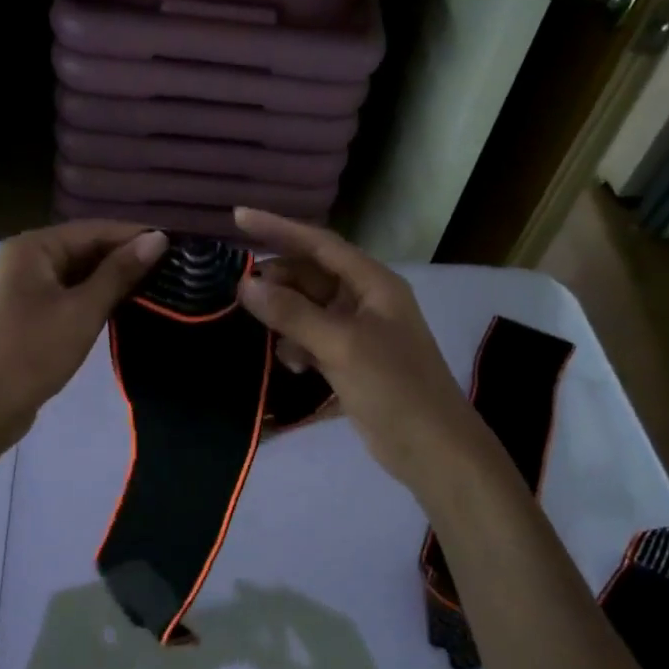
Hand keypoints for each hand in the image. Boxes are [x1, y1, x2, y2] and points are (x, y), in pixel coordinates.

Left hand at [0, 220, 166, 434]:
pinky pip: (67, 293)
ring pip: (77, 272)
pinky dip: (93, 296)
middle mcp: (25, 258)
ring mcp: (23, 286)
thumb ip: (120, 272)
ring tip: (156, 285)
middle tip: (172, 268)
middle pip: (84, 248)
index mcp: (33, 247)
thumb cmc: (35, 352)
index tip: (176, 246)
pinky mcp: (27, 312)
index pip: (93, 230)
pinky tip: (123, 305)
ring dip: (111, 278)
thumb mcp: (83, 310)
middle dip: (124, 257)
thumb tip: (158, 238)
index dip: (134, 235)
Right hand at [233, 208, 503, 506]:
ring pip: (307, 309)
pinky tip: (288, 363)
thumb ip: (292, 313)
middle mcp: (365, 300)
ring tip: (252, 325)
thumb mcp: (341, 345)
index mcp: (373, 283)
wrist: (433, 450)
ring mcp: (357, 332)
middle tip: (236, 289)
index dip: (278, 228)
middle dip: (276, 280)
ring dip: (282, 315)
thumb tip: (246, 285)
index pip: (319, 243)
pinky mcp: (349, 361)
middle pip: (310, 276)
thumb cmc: (394, 387)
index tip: (237, 217)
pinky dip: (295, 345)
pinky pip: (311, 339)